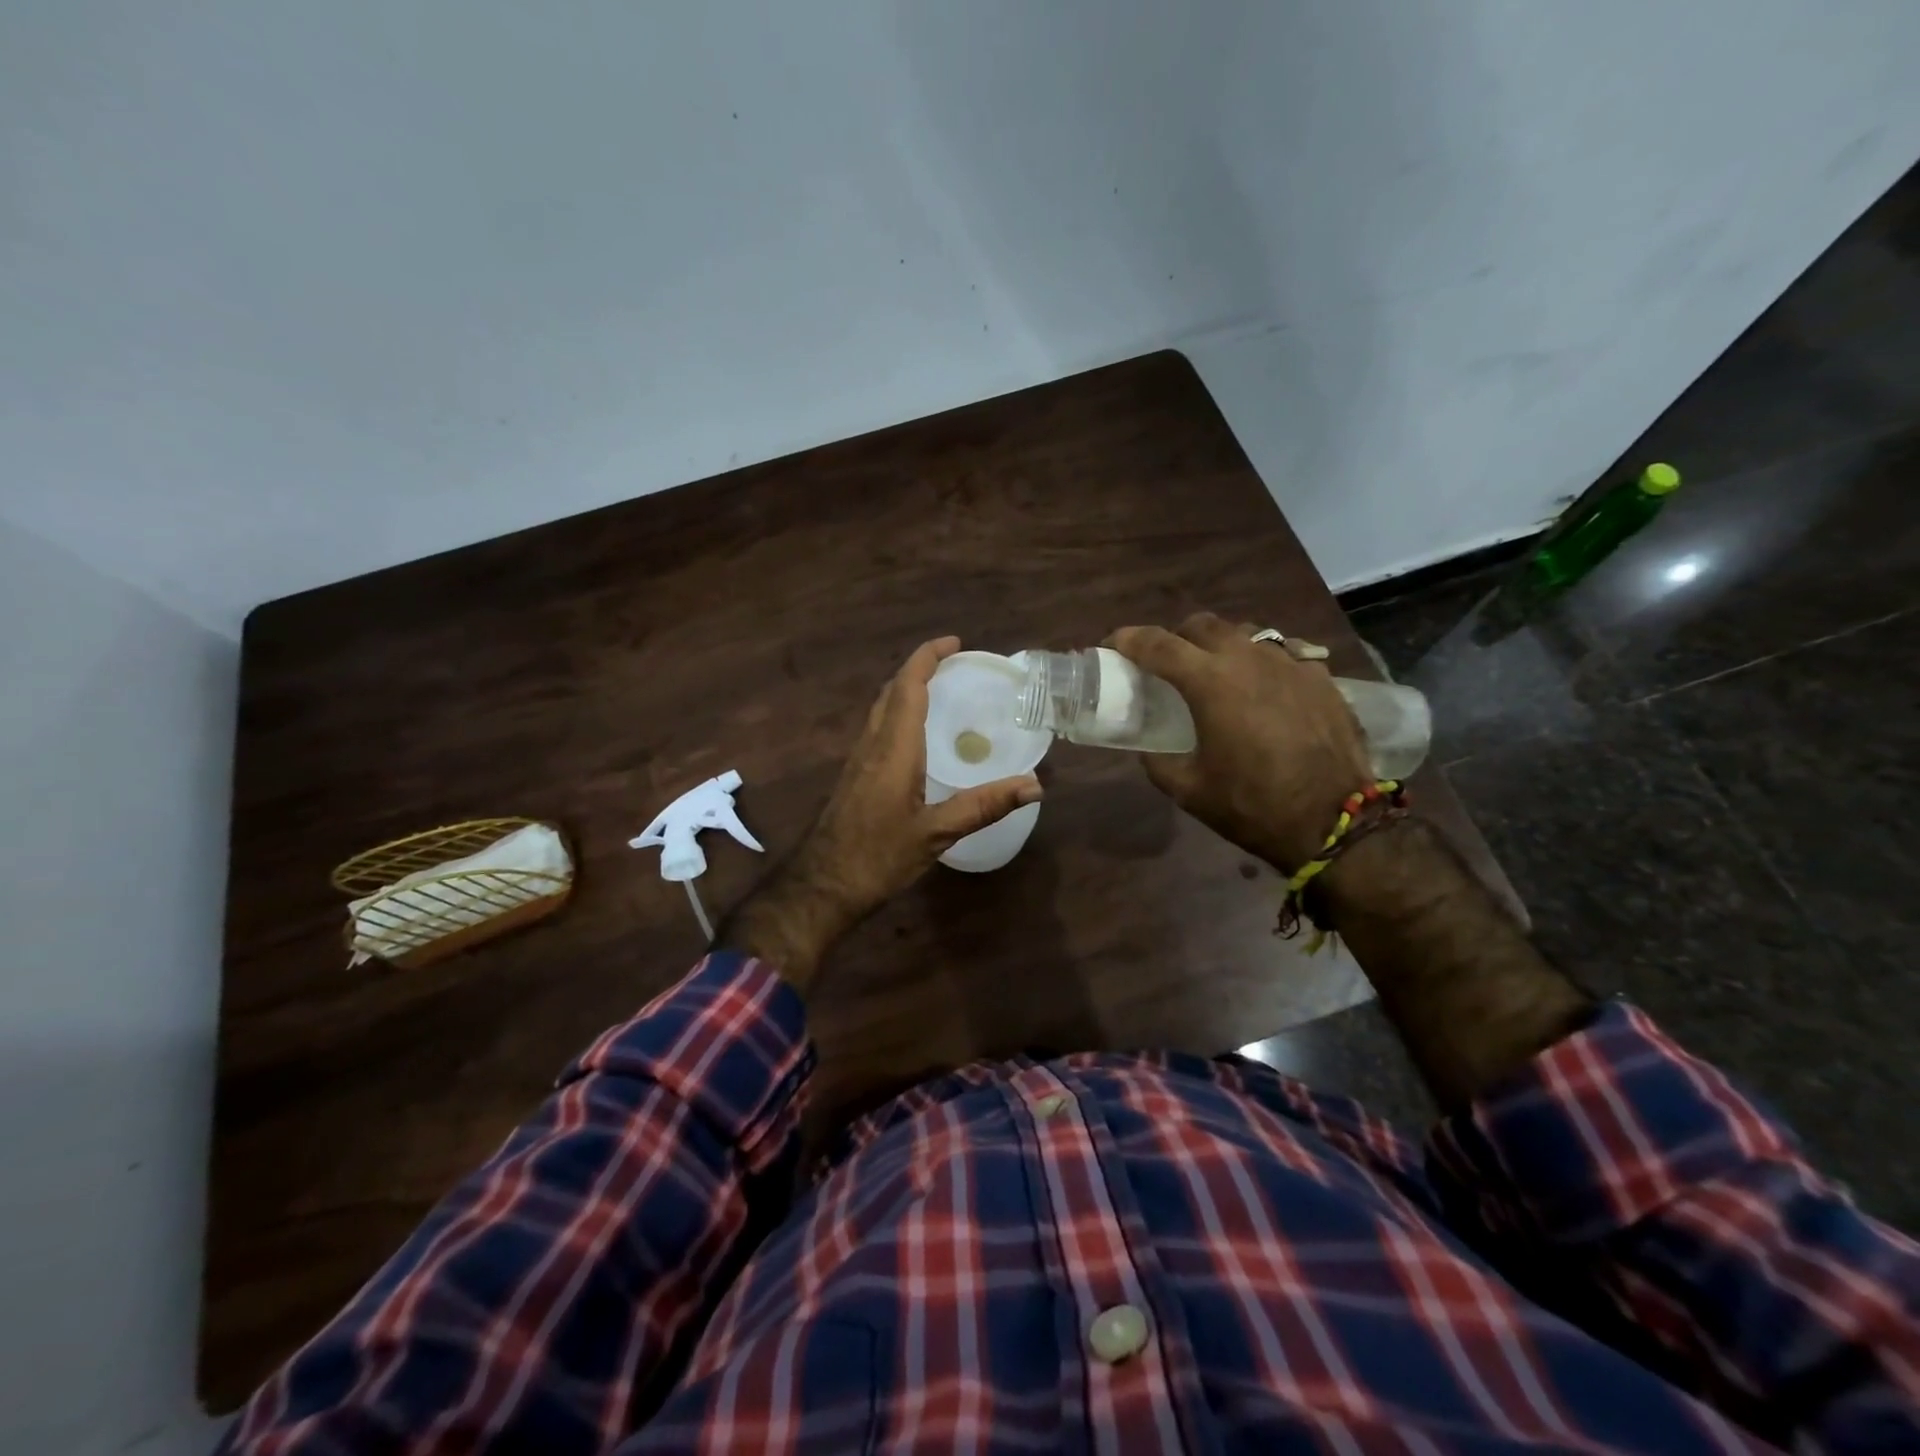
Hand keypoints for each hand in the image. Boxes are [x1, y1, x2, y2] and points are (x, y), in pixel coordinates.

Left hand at [720, 638, 1041, 988]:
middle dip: (920, 668)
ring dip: (907, 689)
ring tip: (939, 690)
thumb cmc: (878, 856)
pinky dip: (899, 713)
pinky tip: (916, 736)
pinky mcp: (854, 776)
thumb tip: (1035, 785)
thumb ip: (983, 806)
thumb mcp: (936, 833)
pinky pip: (878, 728)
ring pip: (881, 709)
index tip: (954, 642)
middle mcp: (873, 744)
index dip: (928, 658)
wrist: (822, 885)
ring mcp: (858, 759)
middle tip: (954, 664)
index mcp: (893, 748)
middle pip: (892, 691)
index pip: (909, 687)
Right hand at [1106, 612, 1369, 871]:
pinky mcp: (1320, 676)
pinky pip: (1282, 653)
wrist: (1336, 822)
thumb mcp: (1189, 791)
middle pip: (1201, 625)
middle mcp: (1248, 658)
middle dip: (1176, 637)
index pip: (1158, 644)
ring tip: (1216, 672)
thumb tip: (1150, 749)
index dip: (1129, 639)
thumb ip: (1159, 762)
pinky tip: (1262, 687)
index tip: (1114, 644)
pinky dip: (1260, 662)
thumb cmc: (1253, 806)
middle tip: (1167, 663)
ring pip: (1244, 633)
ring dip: (1220, 645)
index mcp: (1210, 682)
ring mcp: (1289, 663)